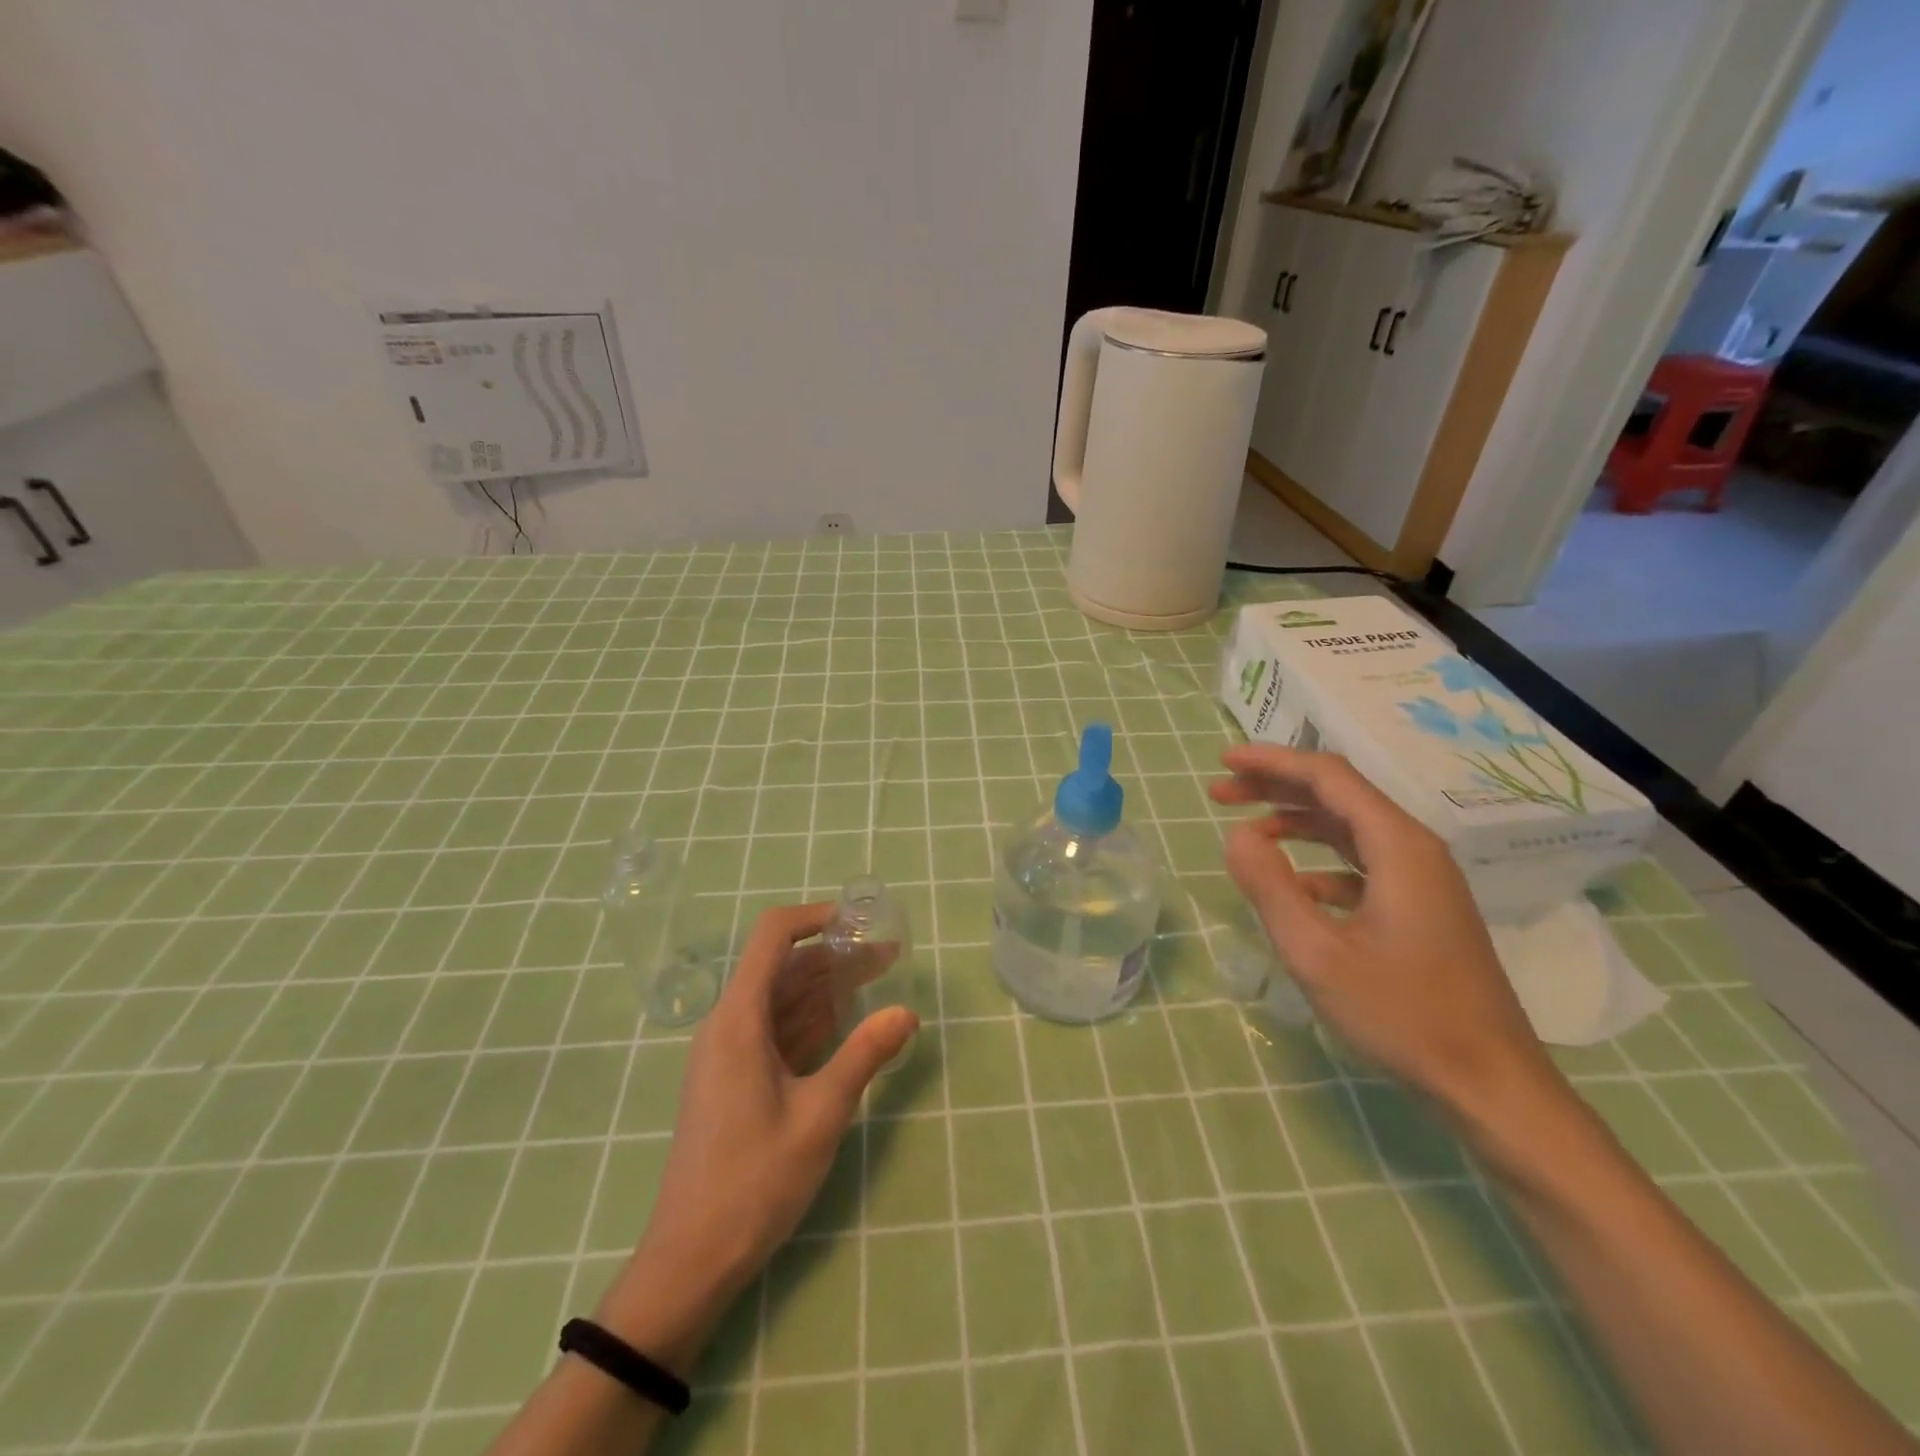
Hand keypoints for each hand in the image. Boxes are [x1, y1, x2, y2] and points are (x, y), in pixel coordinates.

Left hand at [593, 903, 918, 1371]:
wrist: (690, 1259)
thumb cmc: (754, 1182)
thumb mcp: (821, 1115)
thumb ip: (865, 1055)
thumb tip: (908, 1011)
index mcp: (739, 1019)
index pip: (772, 936)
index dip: (814, 917)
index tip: (860, 921)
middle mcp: (730, 1024)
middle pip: (784, 967)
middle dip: (836, 955)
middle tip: (890, 956)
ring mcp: (729, 1052)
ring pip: (783, 999)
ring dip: (828, 986)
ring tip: (879, 979)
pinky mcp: (734, 1078)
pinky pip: (777, 1030)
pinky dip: (812, 1019)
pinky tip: (847, 1020)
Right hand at [1210, 744, 1560, 1125]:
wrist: (1490, 1085)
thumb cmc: (1402, 1015)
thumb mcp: (1317, 953)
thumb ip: (1270, 887)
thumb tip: (1236, 835)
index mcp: (1398, 846)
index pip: (1328, 777)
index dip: (1272, 762)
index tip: (1222, 761)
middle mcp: (1415, 849)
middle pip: (1339, 795)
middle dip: (1276, 787)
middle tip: (1221, 792)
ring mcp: (1423, 880)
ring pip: (1349, 828)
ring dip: (1295, 821)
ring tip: (1246, 830)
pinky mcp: (1422, 908)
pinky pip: (1362, 863)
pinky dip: (1319, 861)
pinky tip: (1292, 886)